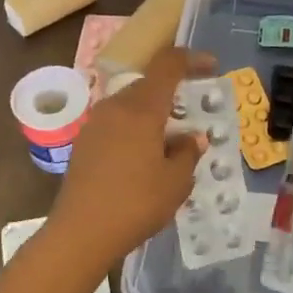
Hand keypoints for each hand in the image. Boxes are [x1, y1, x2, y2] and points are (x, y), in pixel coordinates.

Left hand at [48, 46, 214, 267]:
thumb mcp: (175, 182)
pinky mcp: (84, 143)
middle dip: (173, 93)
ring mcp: (95, 124)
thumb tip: (192, 137)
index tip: (211, 66)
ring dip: (153, 114)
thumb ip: (187, 153)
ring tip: (171, 141)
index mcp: (141, 109)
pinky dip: (135, 130)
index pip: (167, 65)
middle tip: (193, 115)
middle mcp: (115, 107)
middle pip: (148, 85)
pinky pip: (117, 124)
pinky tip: (144, 158)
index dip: (191, 59)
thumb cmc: (135, 204)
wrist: (80, 233)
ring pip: (131, 105)